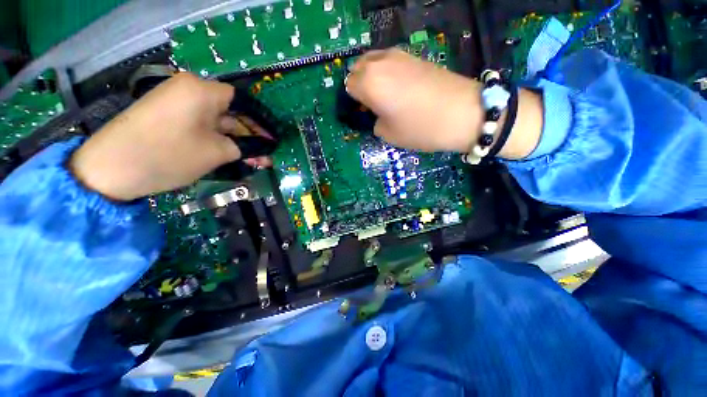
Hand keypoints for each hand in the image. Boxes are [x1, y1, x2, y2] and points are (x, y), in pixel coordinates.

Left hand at [70, 73, 269, 200]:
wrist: (111, 168)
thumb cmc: (169, 154)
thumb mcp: (216, 153)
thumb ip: (244, 149)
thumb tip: (262, 150)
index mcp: (203, 90)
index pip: (242, 101)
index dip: (259, 122)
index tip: (271, 140)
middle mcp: (190, 90)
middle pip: (230, 112)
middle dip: (249, 136)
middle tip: (265, 157)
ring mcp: (177, 103)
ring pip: (217, 122)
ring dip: (235, 141)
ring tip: (252, 161)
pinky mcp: (168, 117)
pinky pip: (201, 126)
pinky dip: (217, 140)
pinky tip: (230, 156)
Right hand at [345, 49, 542, 158]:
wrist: (463, 113)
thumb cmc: (420, 128)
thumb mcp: (388, 134)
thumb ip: (375, 122)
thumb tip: (376, 114)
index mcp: (369, 83)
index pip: (349, 86)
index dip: (353, 101)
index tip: (362, 113)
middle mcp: (380, 63)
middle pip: (358, 68)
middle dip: (359, 84)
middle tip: (370, 103)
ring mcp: (399, 55)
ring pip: (374, 61)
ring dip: (372, 76)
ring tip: (383, 95)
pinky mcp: (415, 56)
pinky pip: (390, 61)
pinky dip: (387, 72)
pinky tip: (398, 88)